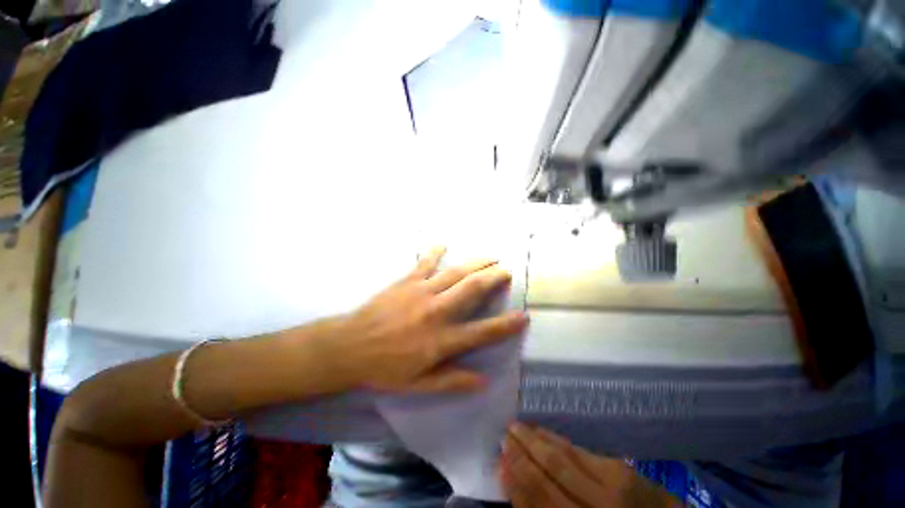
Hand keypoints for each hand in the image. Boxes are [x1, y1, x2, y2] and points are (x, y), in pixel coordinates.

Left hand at [331, 247, 528, 393]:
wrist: (350, 347)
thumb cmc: (385, 368)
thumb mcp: (419, 385)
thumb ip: (452, 381)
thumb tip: (483, 381)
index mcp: (442, 339)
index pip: (484, 331)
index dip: (506, 324)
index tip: (524, 315)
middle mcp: (438, 311)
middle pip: (473, 289)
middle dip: (494, 278)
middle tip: (506, 271)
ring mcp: (423, 292)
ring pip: (456, 272)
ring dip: (476, 263)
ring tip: (491, 257)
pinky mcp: (407, 281)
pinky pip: (425, 262)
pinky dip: (435, 252)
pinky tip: (443, 243)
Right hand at [501, 424, 680, 507]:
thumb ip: (548, 506)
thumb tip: (517, 483)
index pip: (538, 502)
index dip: (515, 481)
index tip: (498, 461)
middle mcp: (593, 506)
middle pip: (547, 477)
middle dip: (521, 455)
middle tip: (503, 435)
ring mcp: (608, 486)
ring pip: (561, 459)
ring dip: (534, 441)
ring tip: (515, 427)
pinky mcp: (618, 468)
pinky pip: (578, 450)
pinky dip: (555, 439)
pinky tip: (542, 431)